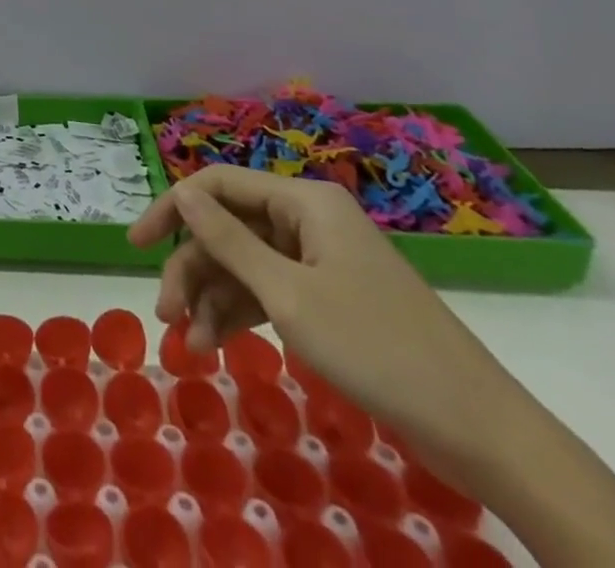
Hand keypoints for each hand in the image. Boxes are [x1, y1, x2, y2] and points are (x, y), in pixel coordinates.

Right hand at [128, 164, 523, 486]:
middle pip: (229, 228)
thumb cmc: (376, 348)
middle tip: (165, 314)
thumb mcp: (288, 295)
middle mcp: (308, 219)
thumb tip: (181, 192)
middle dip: (193, 269)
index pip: (218, 185)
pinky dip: (242, 314)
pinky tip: (218, 344)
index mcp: (303, 201)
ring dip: (213, 298)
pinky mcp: (330, 297)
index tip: (135, 244)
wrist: (479, 430)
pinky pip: (270, 291)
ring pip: (246, 264)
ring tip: (190, 343)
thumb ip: (227, 240)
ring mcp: (320, 259)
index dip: (172, 209)